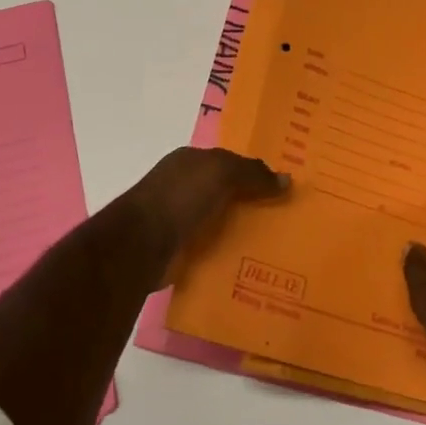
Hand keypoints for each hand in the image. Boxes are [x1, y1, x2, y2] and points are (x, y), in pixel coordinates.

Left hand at [119, 146, 289, 281]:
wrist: (140, 245)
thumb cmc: (180, 197)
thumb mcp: (222, 172)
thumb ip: (253, 173)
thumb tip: (286, 179)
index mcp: (188, 161)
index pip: (227, 162)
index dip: (252, 172)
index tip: (280, 187)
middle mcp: (180, 186)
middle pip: (223, 192)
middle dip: (249, 202)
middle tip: (284, 217)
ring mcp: (175, 219)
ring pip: (216, 221)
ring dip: (238, 230)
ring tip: (273, 245)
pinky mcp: (175, 250)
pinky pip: (208, 248)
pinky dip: (224, 253)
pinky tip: (246, 263)